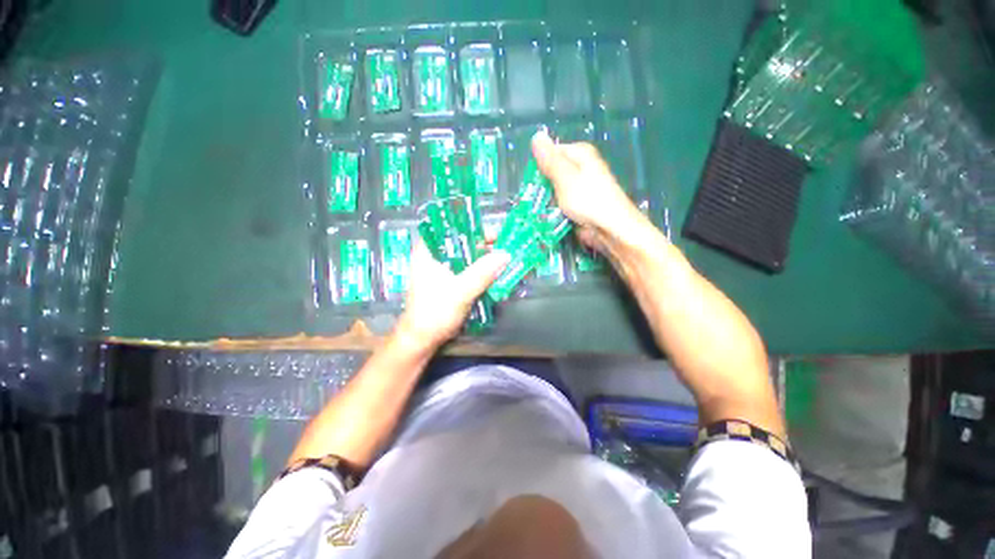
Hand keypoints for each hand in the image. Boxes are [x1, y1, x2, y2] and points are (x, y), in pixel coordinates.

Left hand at [394, 240, 509, 348]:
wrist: (422, 340)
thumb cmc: (435, 312)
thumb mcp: (461, 290)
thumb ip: (483, 272)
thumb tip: (506, 254)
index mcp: (428, 251)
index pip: (451, 229)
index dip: (474, 228)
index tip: (495, 234)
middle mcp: (433, 256)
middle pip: (461, 243)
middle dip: (483, 245)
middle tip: (505, 247)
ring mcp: (441, 270)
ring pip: (466, 258)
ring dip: (484, 259)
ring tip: (504, 260)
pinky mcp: (448, 282)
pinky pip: (467, 271)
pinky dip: (480, 271)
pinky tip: (494, 274)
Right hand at [532, 130, 647, 251]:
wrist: (609, 228)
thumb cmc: (588, 200)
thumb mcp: (565, 177)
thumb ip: (550, 160)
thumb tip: (536, 136)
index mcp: (580, 154)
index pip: (551, 152)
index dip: (539, 165)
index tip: (530, 180)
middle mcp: (581, 167)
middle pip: (552, 171)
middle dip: (541, 184)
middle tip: (531, 196)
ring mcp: (580, 187)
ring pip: (554, 189)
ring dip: (545, 199)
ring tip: (535, 208)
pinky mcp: (579, 204)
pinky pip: (560, 203)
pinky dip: (553, 208)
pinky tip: (546, 215)